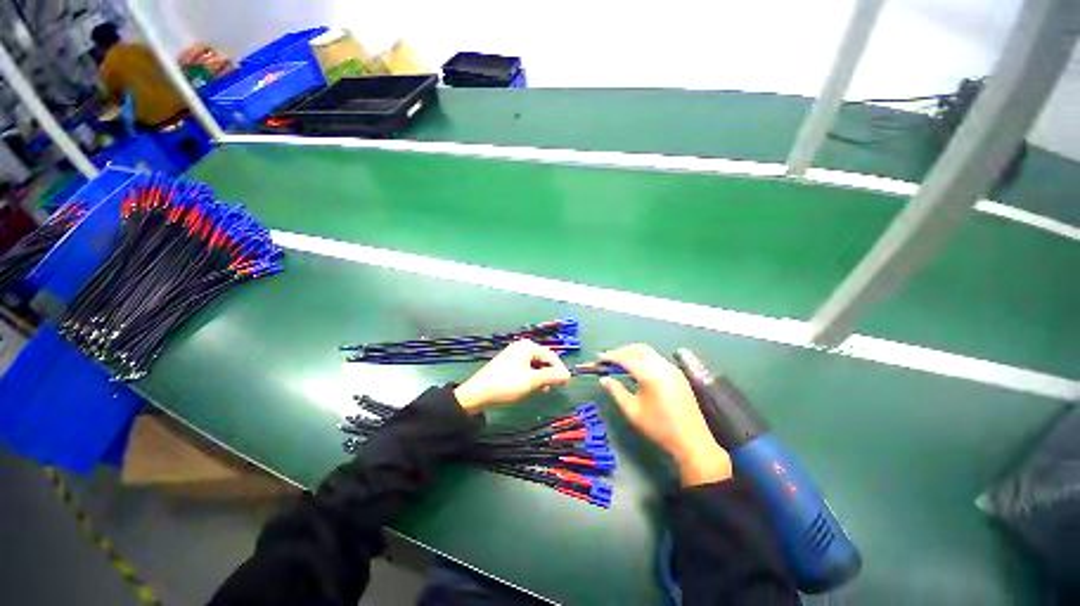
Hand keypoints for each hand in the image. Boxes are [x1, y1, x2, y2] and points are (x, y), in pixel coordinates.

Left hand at [454, 340, 570, 411]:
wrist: (478, 392)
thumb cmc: (506, 384)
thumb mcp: (531, 380)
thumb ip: (551, 376)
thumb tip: (568, 374)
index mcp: (528, 346)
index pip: (551, 355)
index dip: (560, 369)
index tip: (566, 384)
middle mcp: (522, 346)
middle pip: (543, 358)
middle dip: (550, 372)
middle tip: (556, 387)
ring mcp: (514, 353)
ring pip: (535, 363)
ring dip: (542, 375)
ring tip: (543, 389)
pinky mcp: (509, 362)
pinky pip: (527, 366)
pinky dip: (533, 375)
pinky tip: (533, 386)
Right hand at [599, 344, 731, 485]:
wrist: (692, 441)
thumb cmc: (659, 427)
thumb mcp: (632, 411)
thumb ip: (616, 391)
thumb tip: (603, 379)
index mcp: (650, 375)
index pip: (627, 358)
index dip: (611, 356)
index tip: (600, 358)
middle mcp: (663, 367)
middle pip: (639, 349)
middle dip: (622, 350)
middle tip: (609, 359)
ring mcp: (673, 369)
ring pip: (649, 352)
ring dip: (633, 353)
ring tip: (621, 362)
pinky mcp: (678, 374)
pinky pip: (657, 358)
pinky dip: (644, 358)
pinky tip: (638, 369)